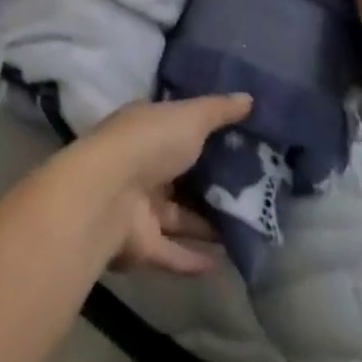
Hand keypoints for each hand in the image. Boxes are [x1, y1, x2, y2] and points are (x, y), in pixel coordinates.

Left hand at [68, 94, 251, 275]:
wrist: (108, 195)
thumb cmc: (149, 143)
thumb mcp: (189, 117)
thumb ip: (218, 110)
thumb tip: (249, 97)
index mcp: (147, 129)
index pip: (176, 128)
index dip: (204, 132)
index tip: (240, 140)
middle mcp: (141, 165)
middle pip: (180, 175)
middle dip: (210, 182)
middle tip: (254, 189)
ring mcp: (139, 206)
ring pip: (178, 216)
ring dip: (206, 223)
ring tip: (247, 228)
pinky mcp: (141, 245)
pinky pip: (173, 253)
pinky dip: (194, 259)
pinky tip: (224, 263)